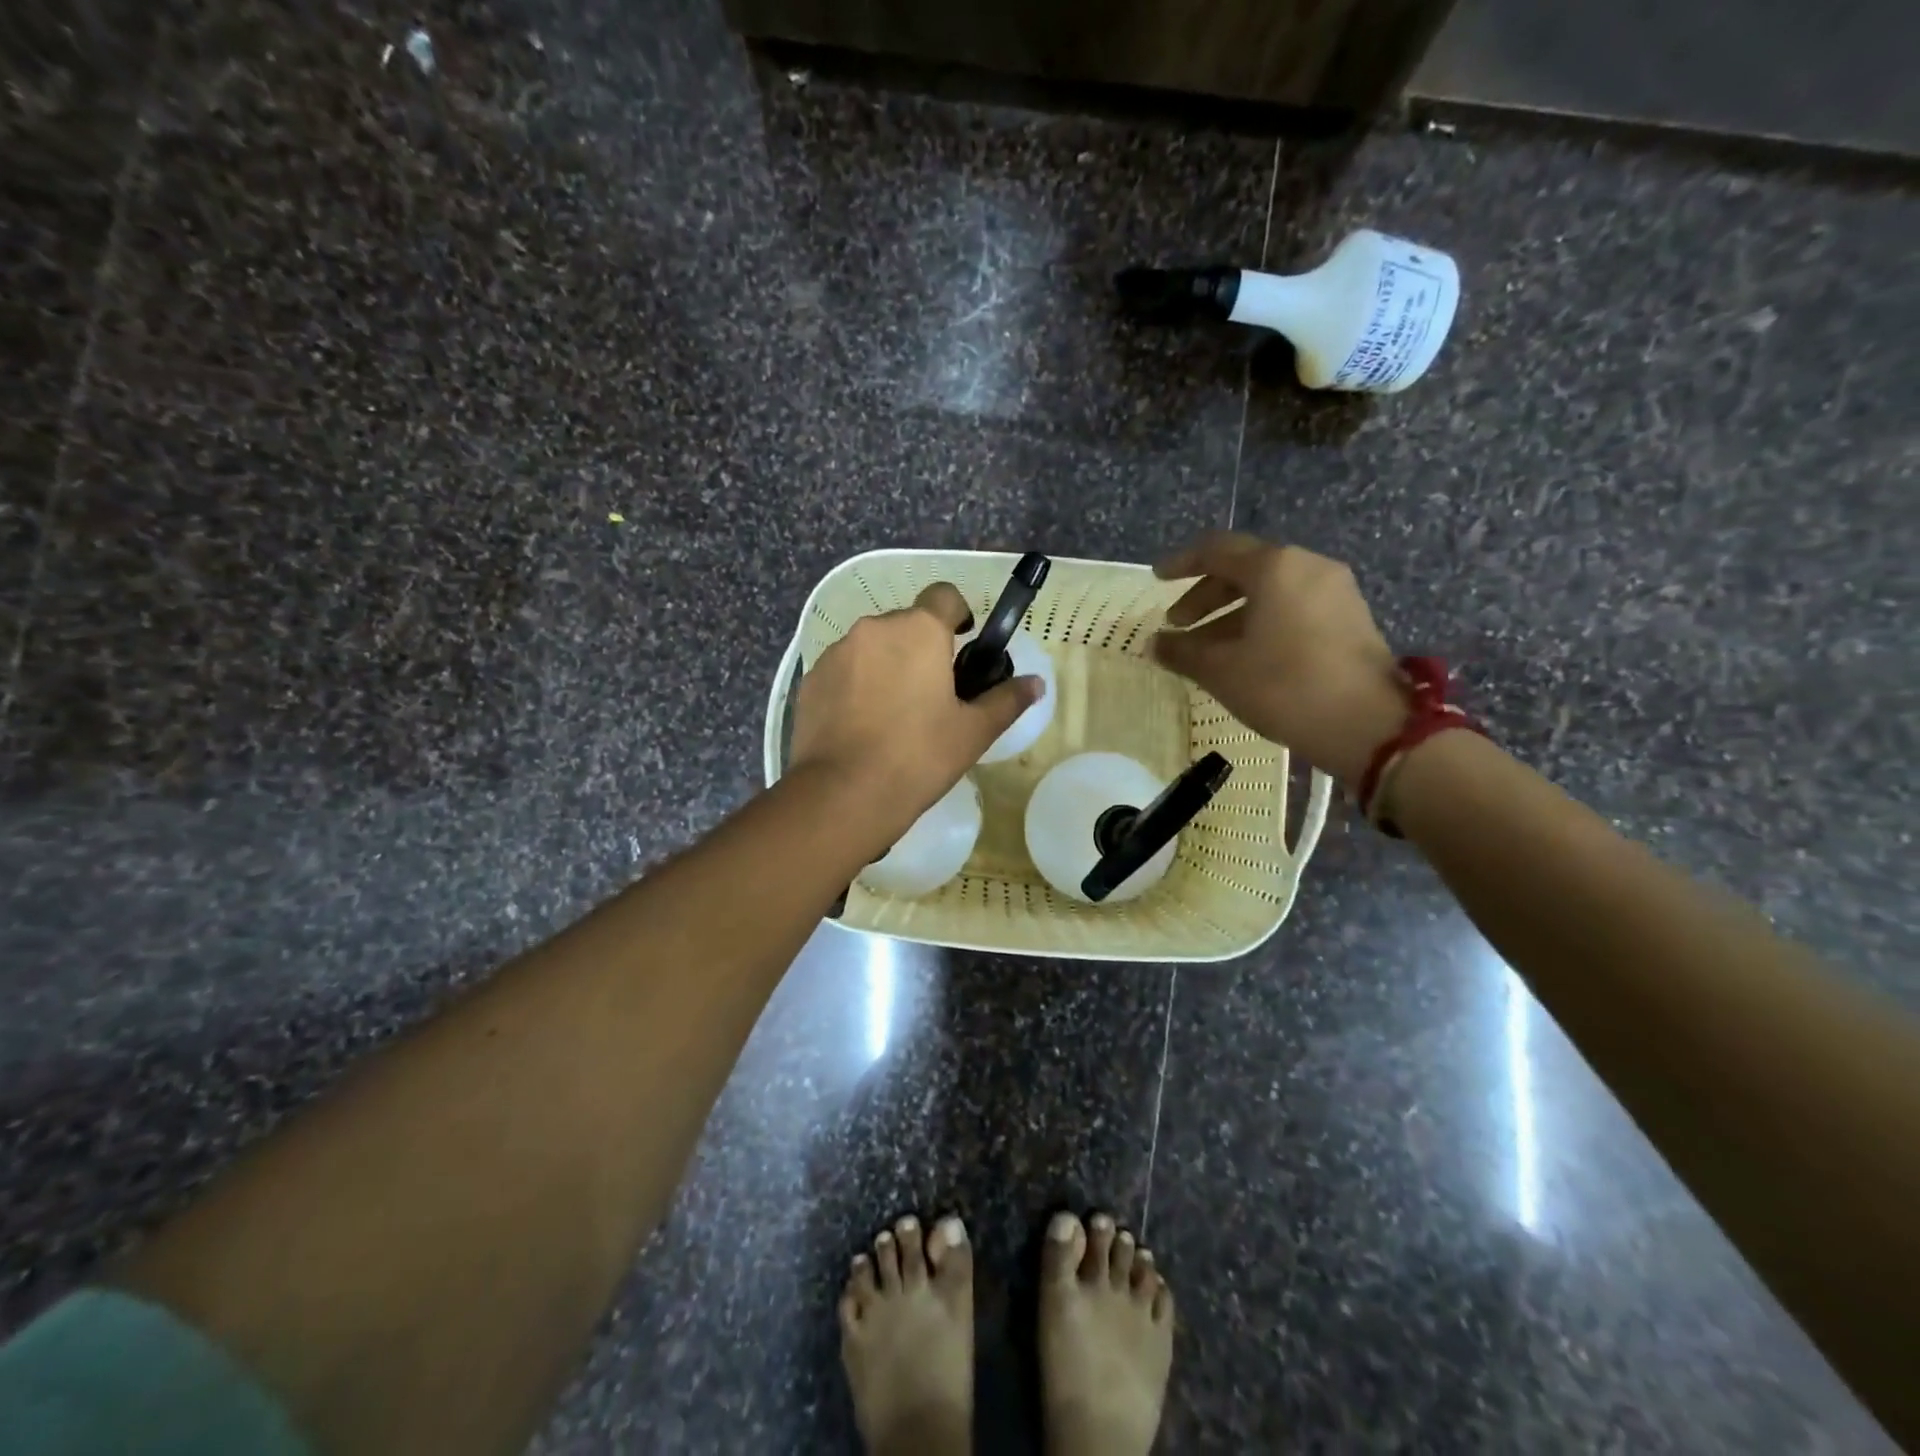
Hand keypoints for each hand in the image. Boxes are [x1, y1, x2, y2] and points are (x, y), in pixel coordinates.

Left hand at [789, 582, 1044, 842]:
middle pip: (907, 624)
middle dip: (921, 648)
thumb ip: (1006, 700)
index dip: (958, 614)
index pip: (944, 595)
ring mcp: (836, 652)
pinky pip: (844, 671)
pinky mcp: (810, 680)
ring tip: (894, 715)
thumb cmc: (919, 756)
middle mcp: (874, 628)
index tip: (962, 646)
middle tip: (933, 695)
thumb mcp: (973, 732)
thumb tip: (1036, 683)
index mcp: (918, 630)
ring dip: (887, 666)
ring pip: (872, 647)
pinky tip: (862, 727)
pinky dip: (856, 686)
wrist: (843, 793)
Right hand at [1151, 532, 1405, 787]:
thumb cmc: (1285, 686)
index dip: (1182, 563)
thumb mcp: (1221, 670)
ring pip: (1270, 592)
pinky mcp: (1349, 618)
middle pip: (1244, 569)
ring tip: (1205, 649)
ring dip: (1231, 614)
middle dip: (1205, 597)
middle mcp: (1307, 566)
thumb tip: (1154, 644)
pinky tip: (1244, 656)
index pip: (1217, 550)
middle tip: (1177, 625)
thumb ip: (1183, 651)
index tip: (1157, 579)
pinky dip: (1260, 622)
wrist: (1368, 725)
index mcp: (1275, 567)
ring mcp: (1334, 592)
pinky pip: (1292, 607)